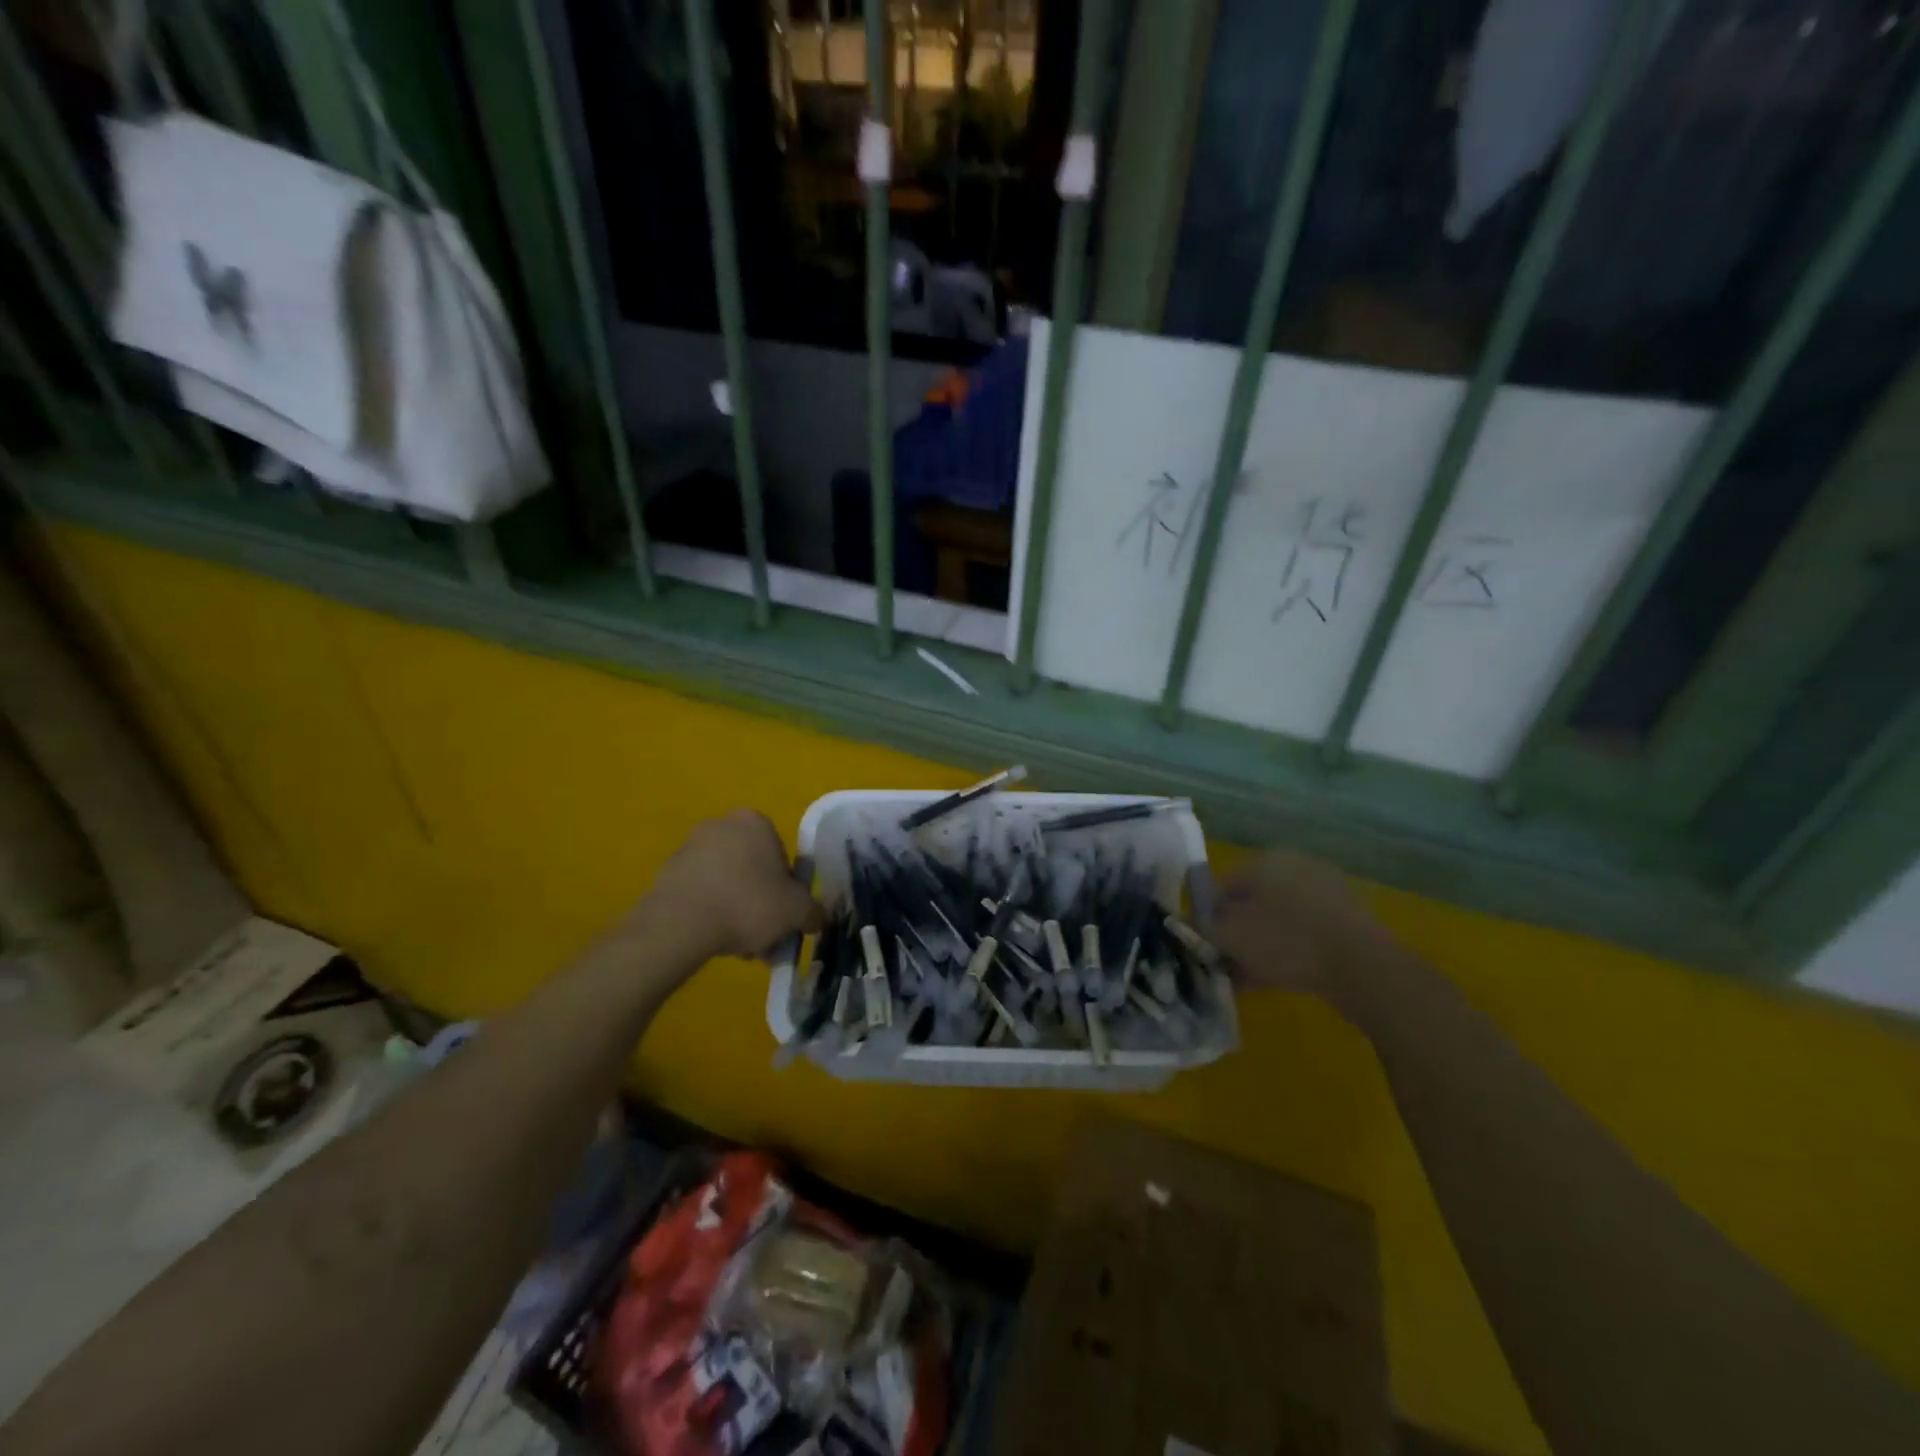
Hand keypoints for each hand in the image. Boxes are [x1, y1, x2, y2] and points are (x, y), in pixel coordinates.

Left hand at [644, 811, 823, 960]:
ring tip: (739, 946)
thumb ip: (814, 913)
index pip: (781, 855)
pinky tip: (714, 939)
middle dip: (760, 902)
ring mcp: (690, 847)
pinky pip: (701, 891)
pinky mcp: (667, 871)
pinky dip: (711, 911)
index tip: (783, 914)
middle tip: (764, 935)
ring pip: (727, 882)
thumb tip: (820, 918)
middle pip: (753, 869)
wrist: (680, 924)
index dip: (786, 889)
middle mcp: (722, 825)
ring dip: (736, 910)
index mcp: (756, 822)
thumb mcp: (796, 912)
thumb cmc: (748, 904)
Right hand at [1212, 849, 1392, 1001]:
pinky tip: (1275, 979)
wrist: (1362, 969)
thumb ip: (1202, 926)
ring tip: (1247, 977)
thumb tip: (1188, 921)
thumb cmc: (1285, 941)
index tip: (1203, 943)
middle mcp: (1296, 868)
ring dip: (1260, 945)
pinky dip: (1287, 953)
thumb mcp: (1229, 935)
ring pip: (1278, 920)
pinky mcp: (1347, 922)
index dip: (1207, 915)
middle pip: (1252, 902)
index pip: (1222, 884)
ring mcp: (1326, 894)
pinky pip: (1304, 935)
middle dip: (1236, 932)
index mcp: (1266, 861)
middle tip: (1225, 962)